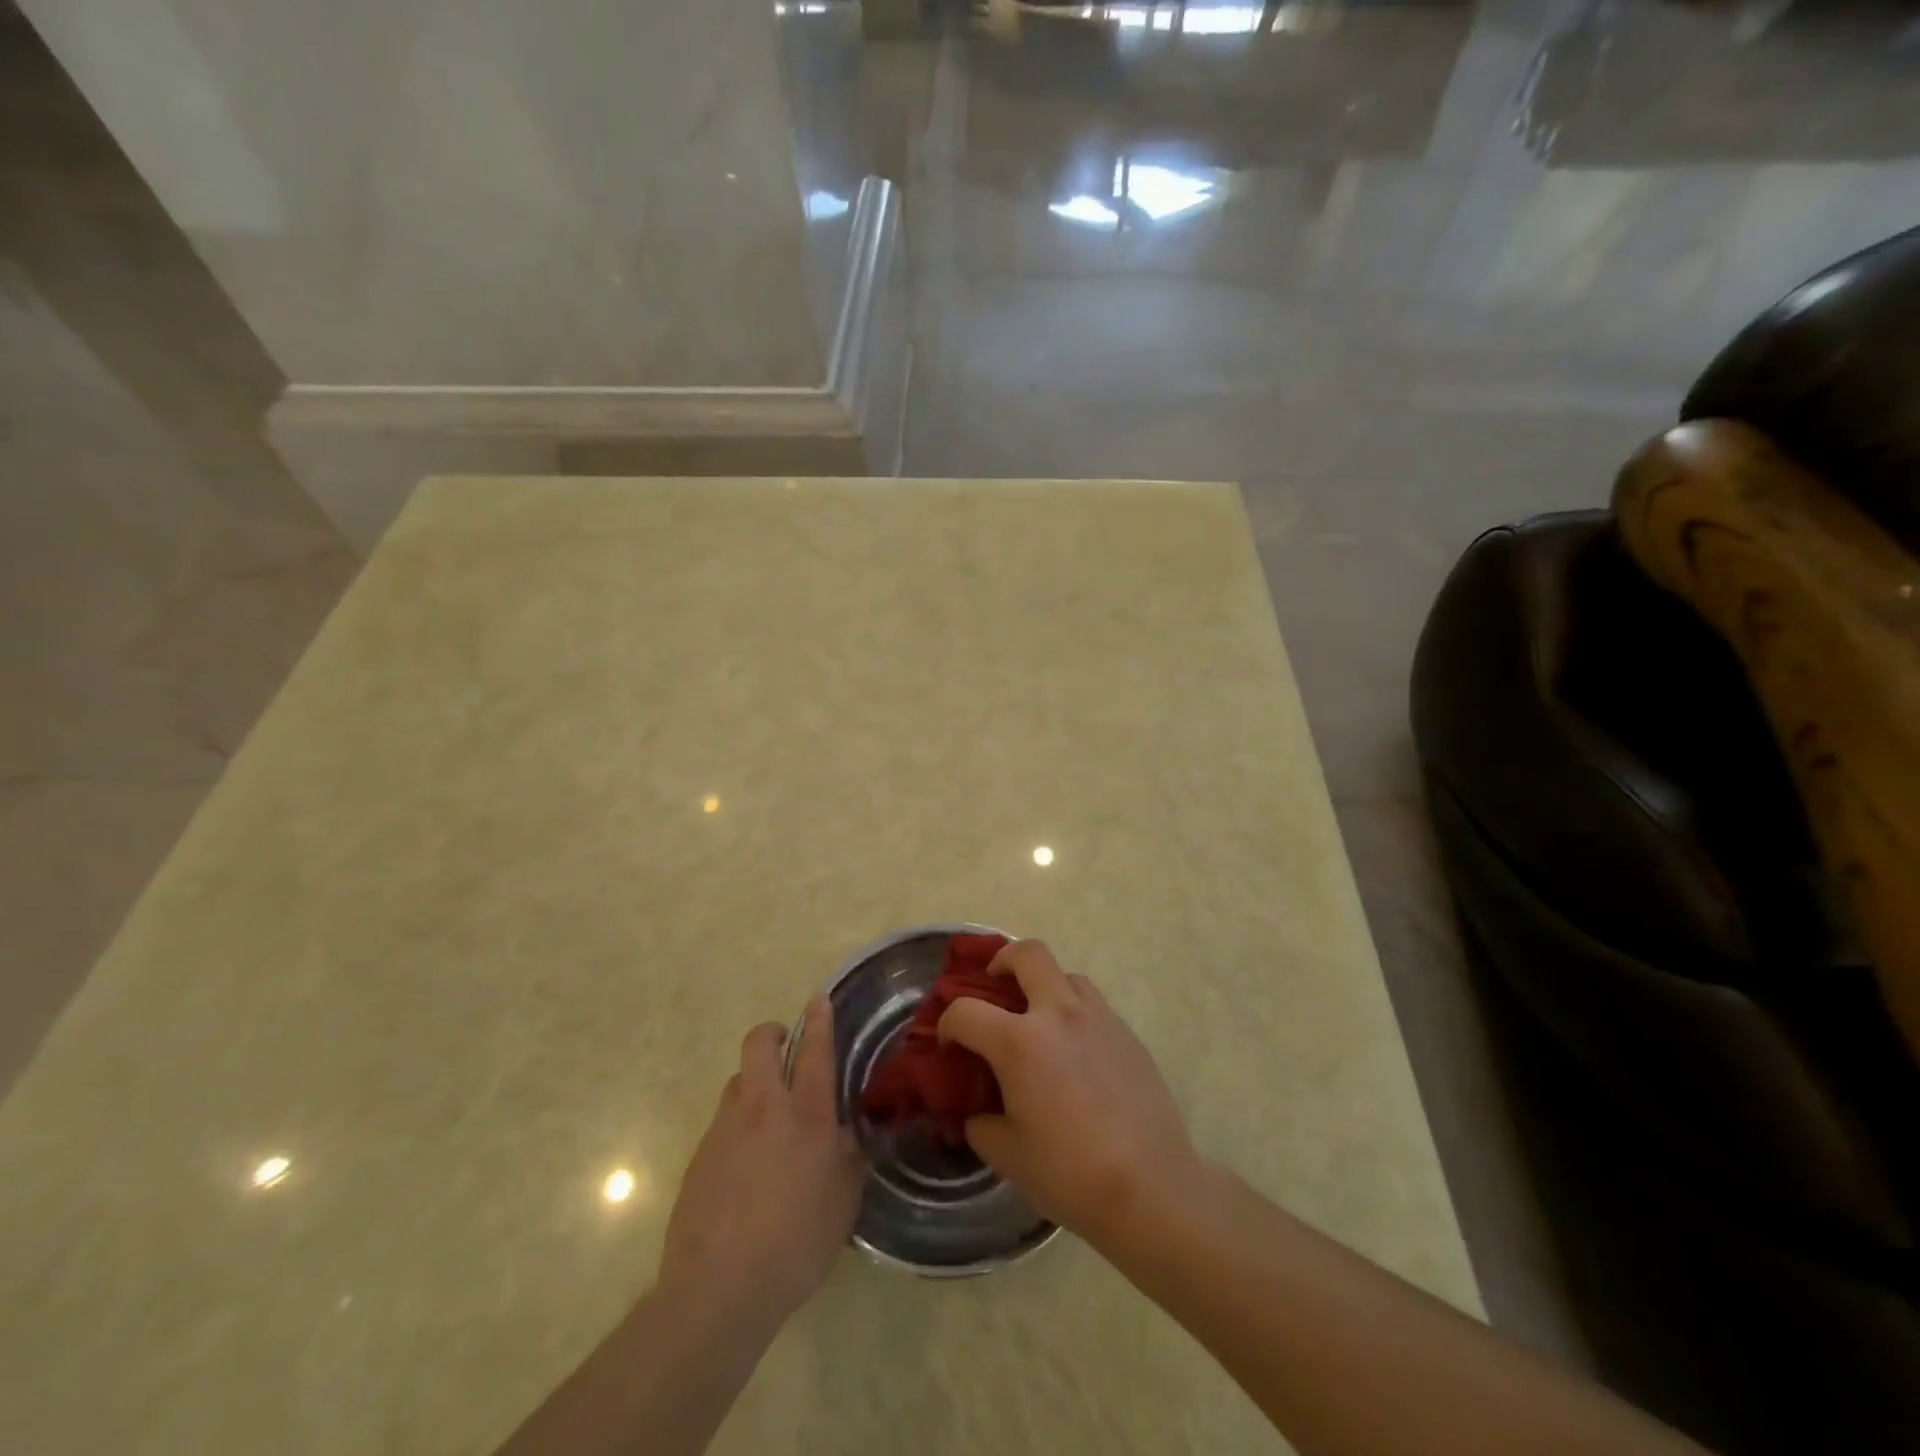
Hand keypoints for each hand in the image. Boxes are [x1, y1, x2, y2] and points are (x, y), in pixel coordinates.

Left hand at [659, 996, 865, 1332]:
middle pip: (759, 1045)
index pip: (815, 1051)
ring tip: (767, 1116)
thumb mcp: (843, 1202)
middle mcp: (763, 1109)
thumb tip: (848, 1133)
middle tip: (785, 1045)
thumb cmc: (795, 1244)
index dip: (819, 1020)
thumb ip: (848, 1157)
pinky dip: (737, 1127)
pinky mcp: (699, 1156)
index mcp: (806, 1116)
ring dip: (754, 1083)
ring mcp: (725, 1129)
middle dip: (772, 1033)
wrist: (718, 1290)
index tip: (818, 998)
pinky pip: (722, 1123)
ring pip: (737, 1082)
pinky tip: (744, 1167)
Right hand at [937, 940, 1200, 1247]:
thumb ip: (981, 1125)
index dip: (948, 1024)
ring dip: (1045, 985)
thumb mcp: (1007, 1156)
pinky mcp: (1127, 1034)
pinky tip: (1075, 1052)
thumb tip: (977, 1114)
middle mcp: (1058, 1015)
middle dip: (1003, 959)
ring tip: (1039, 1019)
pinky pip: (1093, 1005)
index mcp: (1019, 1042)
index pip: (966, 1011)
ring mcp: (1099, 1019)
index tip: (950, 1044)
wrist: (1150, 1188)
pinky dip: (1074, 1013)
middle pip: (1028, 954)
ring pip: (1066, 974)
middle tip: (994, 982)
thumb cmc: (1069, 1173)